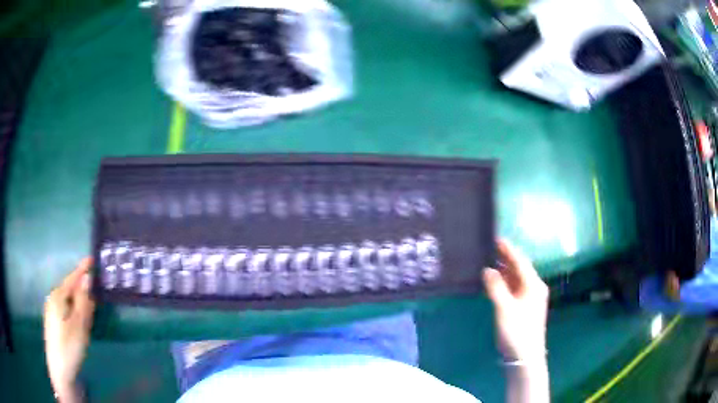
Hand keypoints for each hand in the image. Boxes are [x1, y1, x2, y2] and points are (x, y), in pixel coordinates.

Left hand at [44, 258, 94, 402]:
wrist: (59, 370)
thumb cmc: (69, 346)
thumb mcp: (79, 325)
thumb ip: (83, 301)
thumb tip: (87, 277)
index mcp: (58, 296)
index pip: (72, 278)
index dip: (82, 269)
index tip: (91, 259)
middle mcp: (53, 298)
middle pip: (70, 290)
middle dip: (82, 292)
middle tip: (95, 301)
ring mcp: (51, 310)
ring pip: (68, 301)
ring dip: (78, 305)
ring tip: (88, 316)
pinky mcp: (53, 321)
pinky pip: (65, 310)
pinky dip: (74, 312)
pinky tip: (78, 326)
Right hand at [482, 240, 548, 363]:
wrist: (525, 356)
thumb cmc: (517, 331)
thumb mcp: (505, 308)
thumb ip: (496, 287)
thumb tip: (487, 270)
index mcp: (534, 285)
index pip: (521, 262)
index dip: (509, 250)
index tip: (496, 238)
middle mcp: (534, 288)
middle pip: (520, 269)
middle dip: (506, 258)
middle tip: (490, 247)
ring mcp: (530, 298)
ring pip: (517, 279)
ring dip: (505, 270)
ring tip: (489, 261)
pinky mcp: (525, 307)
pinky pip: (514, 289)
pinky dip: (505, 283)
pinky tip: (494, 282)